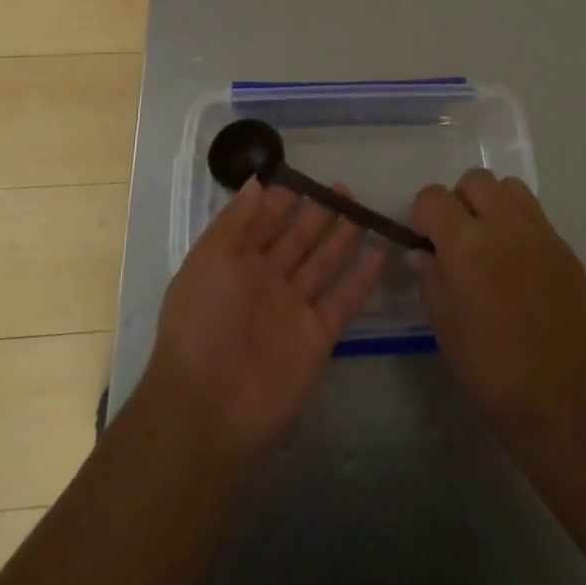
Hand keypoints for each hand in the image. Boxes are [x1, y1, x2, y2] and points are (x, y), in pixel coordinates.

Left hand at [140, 179, 388, 461]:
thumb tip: (257, 182)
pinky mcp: (317, 335)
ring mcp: (293, 309)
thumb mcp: (211, 258)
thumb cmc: (204, 321)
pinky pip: (343, 300)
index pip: (262, 222)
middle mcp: (265, 282)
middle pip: (297, 239)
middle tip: (344, 189)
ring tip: (363, 211)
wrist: (211, 407)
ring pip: (322, 264)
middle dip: (317, 214)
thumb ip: (236, 219)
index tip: (305, 178)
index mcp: (234, 262)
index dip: (282, 200)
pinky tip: (381, 253)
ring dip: (342, 238)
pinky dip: (362, 279)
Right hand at [408, 170, 585, 456]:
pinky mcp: (566, 250)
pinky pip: (536, 218)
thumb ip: (430, 277)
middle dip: (458, 201)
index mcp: (466, 244)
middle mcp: (505, 226)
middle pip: (475, 180)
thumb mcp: (443, 324)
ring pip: (510, 188)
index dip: (423, 215)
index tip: (425, 241)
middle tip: (458, 239)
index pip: (433, 197)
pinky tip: (518, 266)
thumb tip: (422, 253)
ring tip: (490, 243)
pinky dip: (519, 227)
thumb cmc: (489, 369)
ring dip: (492, 205)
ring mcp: (541, 235)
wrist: (561, 401)